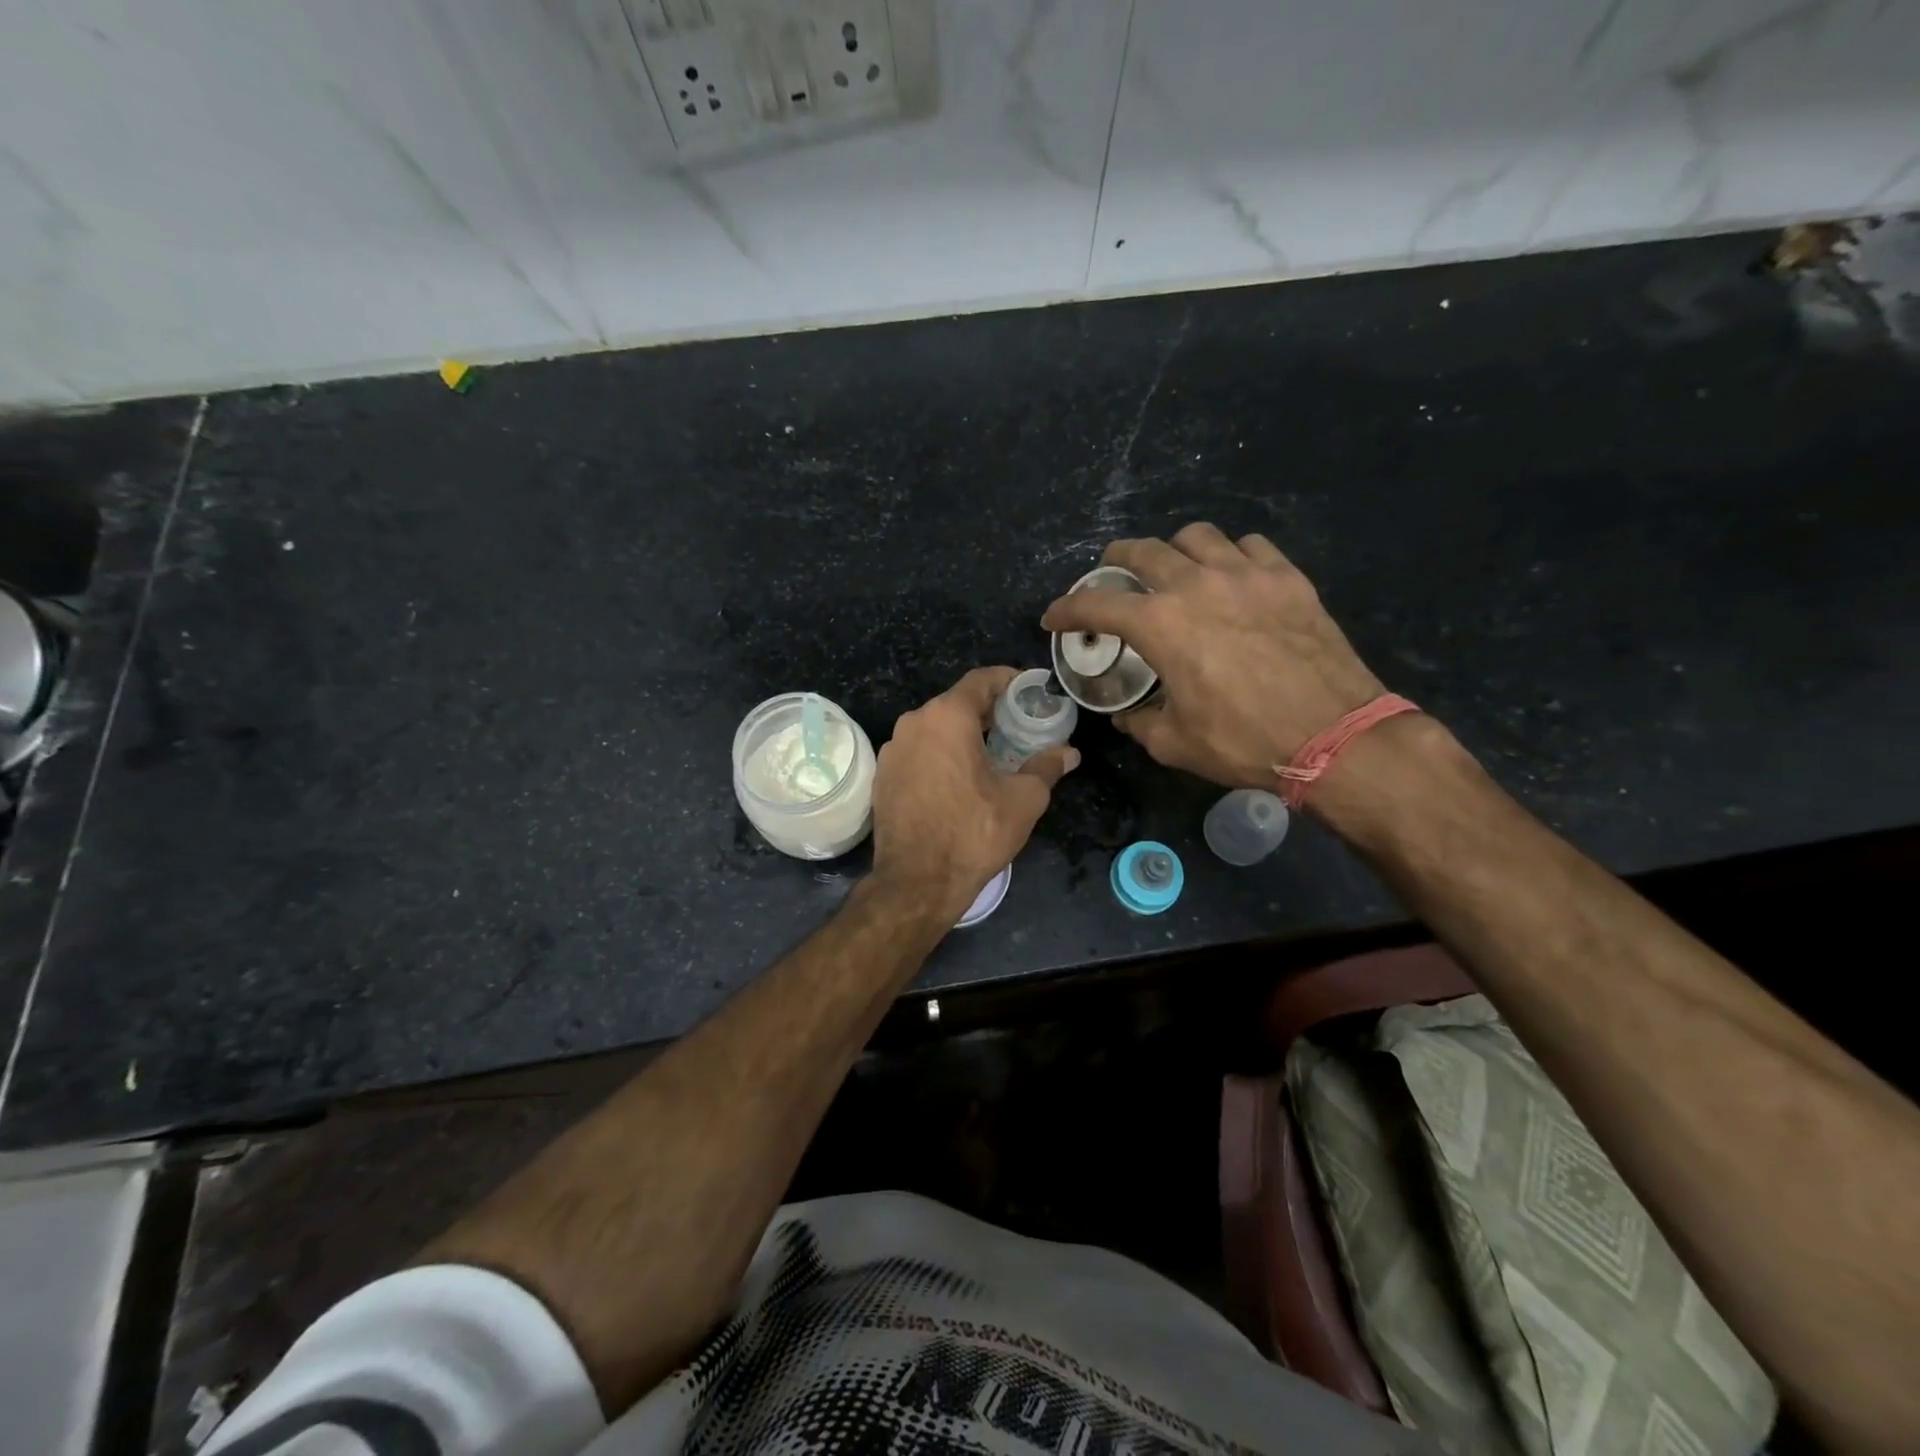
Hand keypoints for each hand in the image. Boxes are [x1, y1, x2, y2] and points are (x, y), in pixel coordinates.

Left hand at [869, 667, 1079, 921]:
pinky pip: (918, 751)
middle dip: (988, 711)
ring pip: (935, 728)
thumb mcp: (1023, 800)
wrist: (916, 881)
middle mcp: (914, 723)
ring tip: (991, 754)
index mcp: (947, 717)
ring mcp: (893, 749)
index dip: (1009, 680)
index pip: (981, 680)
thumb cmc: (974, 833)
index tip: (1029, 690)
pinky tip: (958, 779)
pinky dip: (940, 754)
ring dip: (963, 734)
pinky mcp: (883, 775)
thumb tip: (1069, 753)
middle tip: (1017, 727)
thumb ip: (1046, 767)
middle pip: (956, 703)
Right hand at [1041, 523, 1384, 790]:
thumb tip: (1129, 714)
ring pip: (1198, 536)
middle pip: (1143, 550)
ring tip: (1176, 569)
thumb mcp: (1174, 743)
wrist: (1335, 736)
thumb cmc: (1244, 741)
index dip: (1067, 609)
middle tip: (1113, 575)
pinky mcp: (1288, 578)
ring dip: (1175, 550)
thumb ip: (1140, 722)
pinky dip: (1230, 556)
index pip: (1097, 604)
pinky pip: (1250, 546)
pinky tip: (1233, 577)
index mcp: (1161, 625)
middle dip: (1116, 560)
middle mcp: (1197, 585)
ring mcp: (1247, 574)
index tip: (1054, 617)